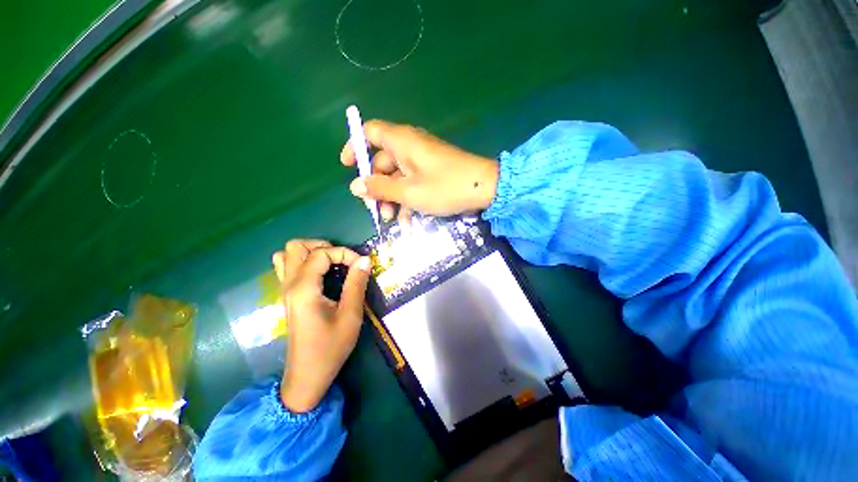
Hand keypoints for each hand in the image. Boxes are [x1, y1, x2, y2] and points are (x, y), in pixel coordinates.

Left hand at [272, 240, 370, 412]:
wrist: (307, 376)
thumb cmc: (330, 347)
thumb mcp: (350, 315)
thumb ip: (357, 283)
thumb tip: (365, 259)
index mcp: (304, 289)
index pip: (321, 253)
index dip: (345, 253)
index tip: (361, 266)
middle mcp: (290, 285)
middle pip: (296, 246)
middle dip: (323, 246)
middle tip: (343, 260)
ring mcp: (285, 290)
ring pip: (288, 255)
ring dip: (311, 252)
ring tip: (331, 263)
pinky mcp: (288, 297)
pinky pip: (288, 267)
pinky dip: (304, 262)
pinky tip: (321, 274)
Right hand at [340, 120, 499, 221]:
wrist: (484, 188)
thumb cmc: (444, 187)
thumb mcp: (408, 191)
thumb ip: (380, 188)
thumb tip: (355, 186)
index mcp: (401, 141)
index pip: (370, 132)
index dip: (356, 147)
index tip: (347, 166)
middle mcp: (410, 146)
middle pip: (382, 161)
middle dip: (377, 186)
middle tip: (374, 209)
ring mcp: (422, 160)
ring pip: (398, 177)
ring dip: (392, 198)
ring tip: (391, 219)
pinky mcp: (432, 173)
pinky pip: (413, 183)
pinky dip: (408, 199)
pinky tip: (408, 220)